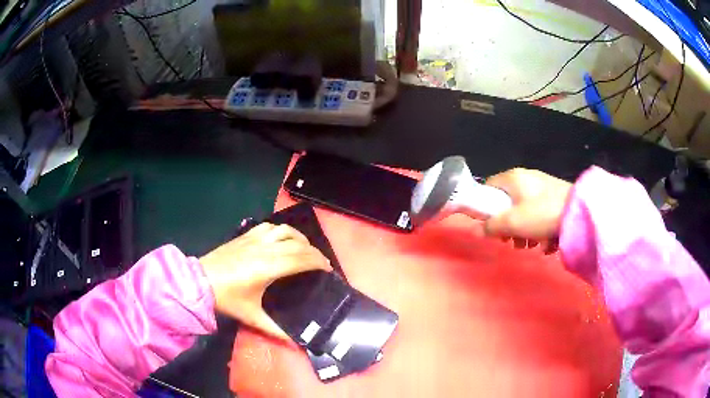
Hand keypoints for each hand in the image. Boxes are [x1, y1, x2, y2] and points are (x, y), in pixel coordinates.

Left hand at [200, 223, 331, 339]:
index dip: (319, 262)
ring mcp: (255, 239)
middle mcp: (266, 249)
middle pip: (298, 245)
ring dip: (300, 238)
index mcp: (269, 267)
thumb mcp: (252, 317)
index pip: (302, 259)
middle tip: (322, 264)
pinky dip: (282, 231)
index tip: (328, 270)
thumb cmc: (227, 299)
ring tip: (306, 249)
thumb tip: (296, 343)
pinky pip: (270, 227)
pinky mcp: (246, 235)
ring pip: (286, 231)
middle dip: (315, 253)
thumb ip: (276, 330)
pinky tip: (283, 238)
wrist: (200, 282)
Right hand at [483, 168, 571, 251]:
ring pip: (524, 211)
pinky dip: (540, 229)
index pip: (489, 187)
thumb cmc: (542, 214)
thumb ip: (492, 226)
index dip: (485, 207)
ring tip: (532, 246)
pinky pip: (540, 214)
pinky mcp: (555, 198)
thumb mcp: (513, 223)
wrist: (579, 212)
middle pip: (507, 204)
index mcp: (513, 178)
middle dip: (508, 226)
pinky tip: (547, 243)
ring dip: (525, 232)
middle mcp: (526, 179)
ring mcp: (542, 188)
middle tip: (512, 242)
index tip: (490, 226)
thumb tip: (477, 230)